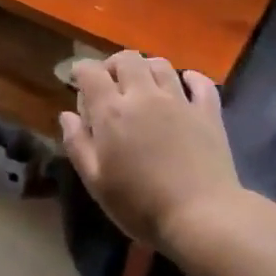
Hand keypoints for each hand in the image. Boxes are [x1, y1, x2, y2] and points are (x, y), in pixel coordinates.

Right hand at [59, 52, 241, 255]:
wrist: (201, 216)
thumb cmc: (140, 204)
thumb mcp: (96, 182)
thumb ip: (77, 144)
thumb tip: (67, 115)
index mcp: (112, 111)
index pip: (91, 72)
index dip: (81, 71)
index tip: (78, 81)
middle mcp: (144, 96)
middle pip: (127, 59)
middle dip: (114, 65)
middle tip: (110, 84)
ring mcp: (180, 101)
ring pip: (161, 65)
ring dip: (147, 68)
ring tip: (143, 86)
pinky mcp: (208, 112)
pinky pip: (200, 83)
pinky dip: (191, 79)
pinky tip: (185, 86)